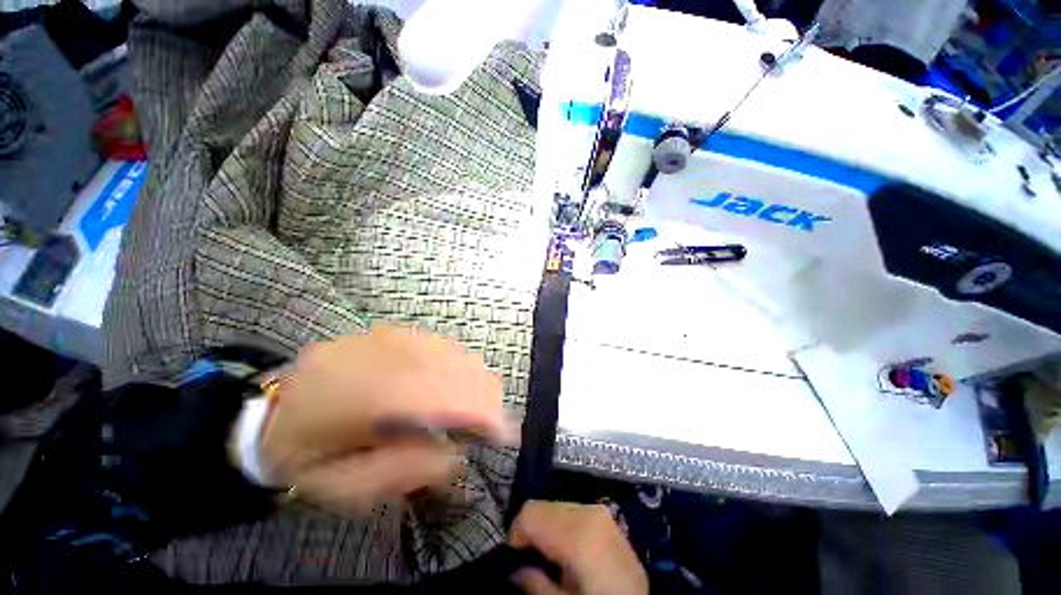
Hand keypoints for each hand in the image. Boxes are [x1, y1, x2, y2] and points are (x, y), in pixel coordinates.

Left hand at [259, 324, 512, 512]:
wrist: (268, 410)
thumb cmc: (304, 456)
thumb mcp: (344, 487)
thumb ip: (404, 472)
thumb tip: (456, 453)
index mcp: (359, 397)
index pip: (438, 395)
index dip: (478, 411)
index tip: (503, 432)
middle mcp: (378, 355)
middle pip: (451, 368)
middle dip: (483, 395)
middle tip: (495, 422)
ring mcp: (386, 337)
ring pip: (449, 353)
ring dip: (474, 379)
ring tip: (481, 405)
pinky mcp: (390, 332)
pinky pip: (439, 344)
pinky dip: (459, 364)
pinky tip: (460, 382)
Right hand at [509, 501, 647, 594]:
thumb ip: (535, 584)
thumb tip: (516, 569)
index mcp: (578, 532)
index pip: (531, 511)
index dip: (516, 533)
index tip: (513, 560)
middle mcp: (590, 512)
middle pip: (544, 506)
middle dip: (533, 530)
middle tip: (531, 562)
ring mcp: (603, 513)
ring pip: (559, 507)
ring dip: (548, 528)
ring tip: (552, 560)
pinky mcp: (610, 520)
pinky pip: (576, 514)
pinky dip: (565, 528)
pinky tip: (569, 554)